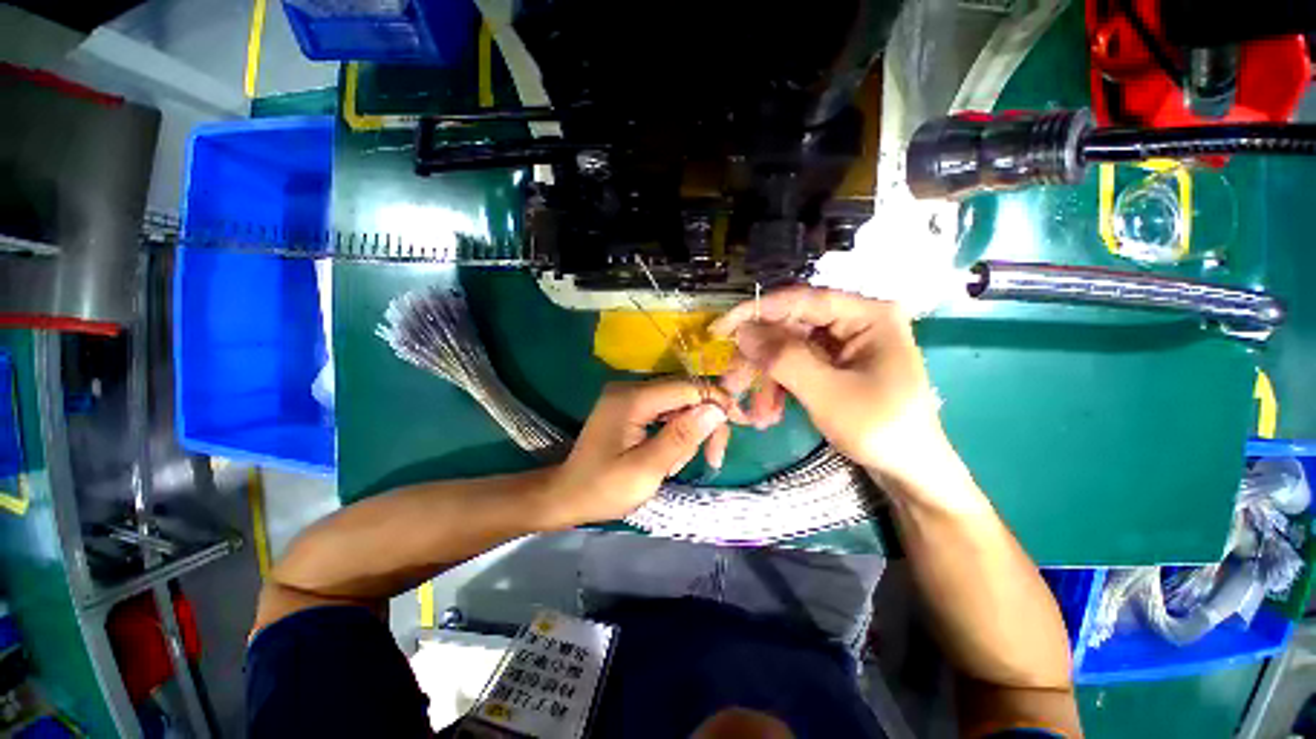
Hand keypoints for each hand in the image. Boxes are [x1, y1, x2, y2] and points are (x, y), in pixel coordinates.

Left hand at [542, 379, 729, 526]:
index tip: (739, 425)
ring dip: (690, 430)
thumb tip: (715, 410)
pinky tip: (671, 455)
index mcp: (632, 399)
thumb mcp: (645, 470)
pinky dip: (675, 431)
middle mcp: (630, 388)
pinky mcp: (629, 407)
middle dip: (704, 422)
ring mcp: (628, 396)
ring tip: (681, 464)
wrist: (566, 495)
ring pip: (677, 403)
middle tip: (713, 457)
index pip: (687, 387)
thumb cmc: (603, 489)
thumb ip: (681, 437)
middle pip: (684, 393)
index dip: (717, 402)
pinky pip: (664, 411)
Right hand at [710, 286, 949, 485]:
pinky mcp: (836, 364)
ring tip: (755, 412)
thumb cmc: (879, 430)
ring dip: (767, 378)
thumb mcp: (826, 393)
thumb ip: (783, 358)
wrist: (910, 474)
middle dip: (760, 358)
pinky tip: (769, 412)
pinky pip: (798, 366)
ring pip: (789, 349)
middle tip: (731, 381)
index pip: (802, 300)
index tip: (721, 328)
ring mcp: (846, 344)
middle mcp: (857, 321)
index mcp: (869, 315)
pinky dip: (780, 387)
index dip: (757, 312)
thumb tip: (743, 331)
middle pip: (792, 327)